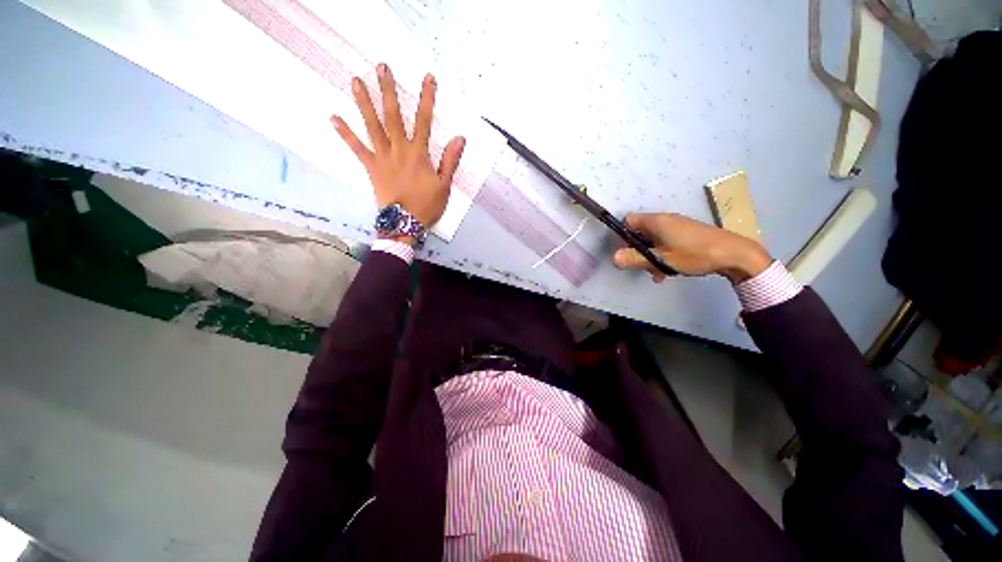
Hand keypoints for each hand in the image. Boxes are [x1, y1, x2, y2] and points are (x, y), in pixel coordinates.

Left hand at [331, 63, 465, 230]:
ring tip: (356, 81)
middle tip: (382, 67)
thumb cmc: (427, 205)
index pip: (424, 121)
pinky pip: (357, 148)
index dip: (427, 99)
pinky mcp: (371, 167)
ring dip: (364, 103)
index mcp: (419, 154)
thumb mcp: (445, 185)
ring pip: (373, 126)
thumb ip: (450, 161)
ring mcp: (382, 157)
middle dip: (389, 90)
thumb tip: (459, 138)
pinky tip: (334, 118)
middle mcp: (399, 149)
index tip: (427, 78)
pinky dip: (345, 133)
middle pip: (393, 116)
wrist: (405, 223)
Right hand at [612, 213, 771, 283]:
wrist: (734, 253)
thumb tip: (613, 258)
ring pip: (653, 239)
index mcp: (656, 221)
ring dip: (650, 255)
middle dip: (637, 250)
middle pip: (639, 232)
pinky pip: (665, 242)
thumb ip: (635, 258)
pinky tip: (669, 270)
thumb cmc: (694, 254)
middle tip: (641, 266)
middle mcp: (665, 220)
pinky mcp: (686, 233)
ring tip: (657, 273)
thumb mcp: (661, 259)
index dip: (622, 235)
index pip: (628, 221)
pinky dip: (662, 254)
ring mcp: (677, 226)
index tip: (624, 252)